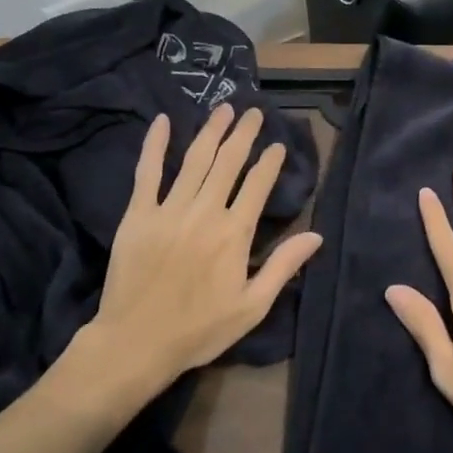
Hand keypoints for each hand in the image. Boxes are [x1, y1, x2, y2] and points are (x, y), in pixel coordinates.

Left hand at [56, 105, 321, 403]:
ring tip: (224, 109)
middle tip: (253, 112)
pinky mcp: (138, 215)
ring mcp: (169, 210)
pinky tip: (162, 122)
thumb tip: (317, 235)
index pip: (257, 184)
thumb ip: (283, 266)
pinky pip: (147, 172)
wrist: (135, 343)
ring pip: (194, 160)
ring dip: (211, 131)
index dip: (270, 161)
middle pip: (228, 162)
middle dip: (243, 134)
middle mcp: (205, 212)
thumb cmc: (199, 329)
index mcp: (234, 233)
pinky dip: (155, 145)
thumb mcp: (252, 306)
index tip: (278, 145)